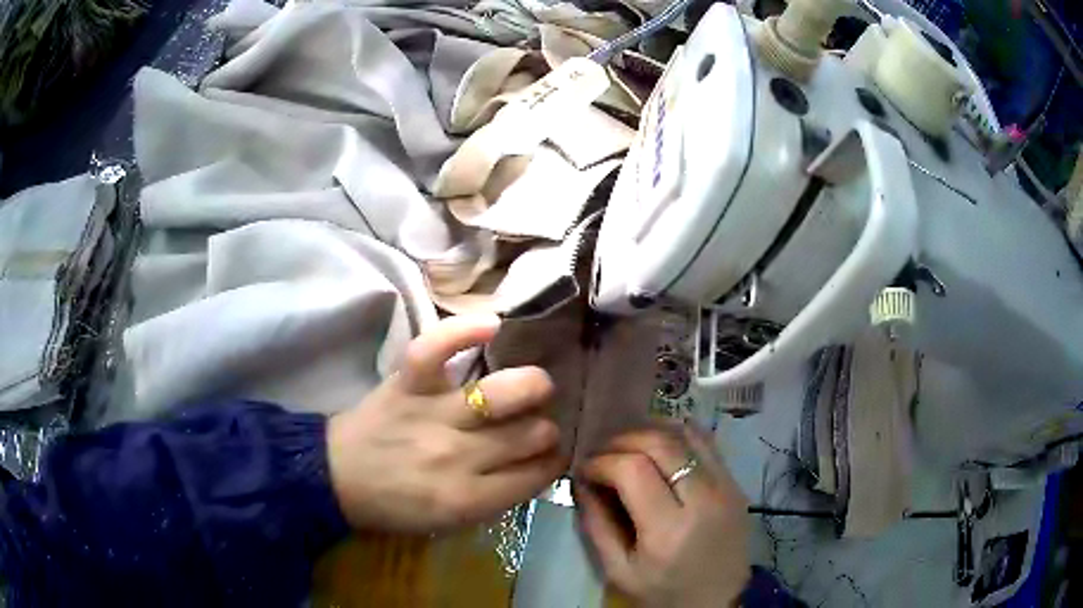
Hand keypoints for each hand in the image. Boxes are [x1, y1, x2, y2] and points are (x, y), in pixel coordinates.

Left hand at [327, 314, 566, 531]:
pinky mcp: (408, 383)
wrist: (336, 478)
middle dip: (546, 429)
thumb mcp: (451, 521)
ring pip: (506, 392)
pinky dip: (465, 330)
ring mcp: (433, 413)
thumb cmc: (395, 506)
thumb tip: (539, 464)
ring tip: (532, 388)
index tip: (552, 455)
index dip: (555, 461)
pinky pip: (438, 348)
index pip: (540, 473)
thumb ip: (498, 496)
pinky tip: (493, 325)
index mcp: (469, 497)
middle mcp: (459, 455)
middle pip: (533, 433)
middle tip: (534, 426)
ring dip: (532, 387)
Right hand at [576, 426, 750, 607]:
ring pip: (686, 435)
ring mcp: (726, 487)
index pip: (632, 470)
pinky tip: (659, 446)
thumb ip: (597, 524)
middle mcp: (703, 499)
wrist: (718, 601)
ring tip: (627, 447)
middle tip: (602, 454)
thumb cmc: (663, 592)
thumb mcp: (618, 570)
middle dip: (622, 441)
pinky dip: (678, 435)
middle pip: (660, 444)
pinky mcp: (736, 483)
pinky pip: (707, 442)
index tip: (585, 469)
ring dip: (650, 433)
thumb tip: (581, 482)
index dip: (602, 461)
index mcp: (669, 530)